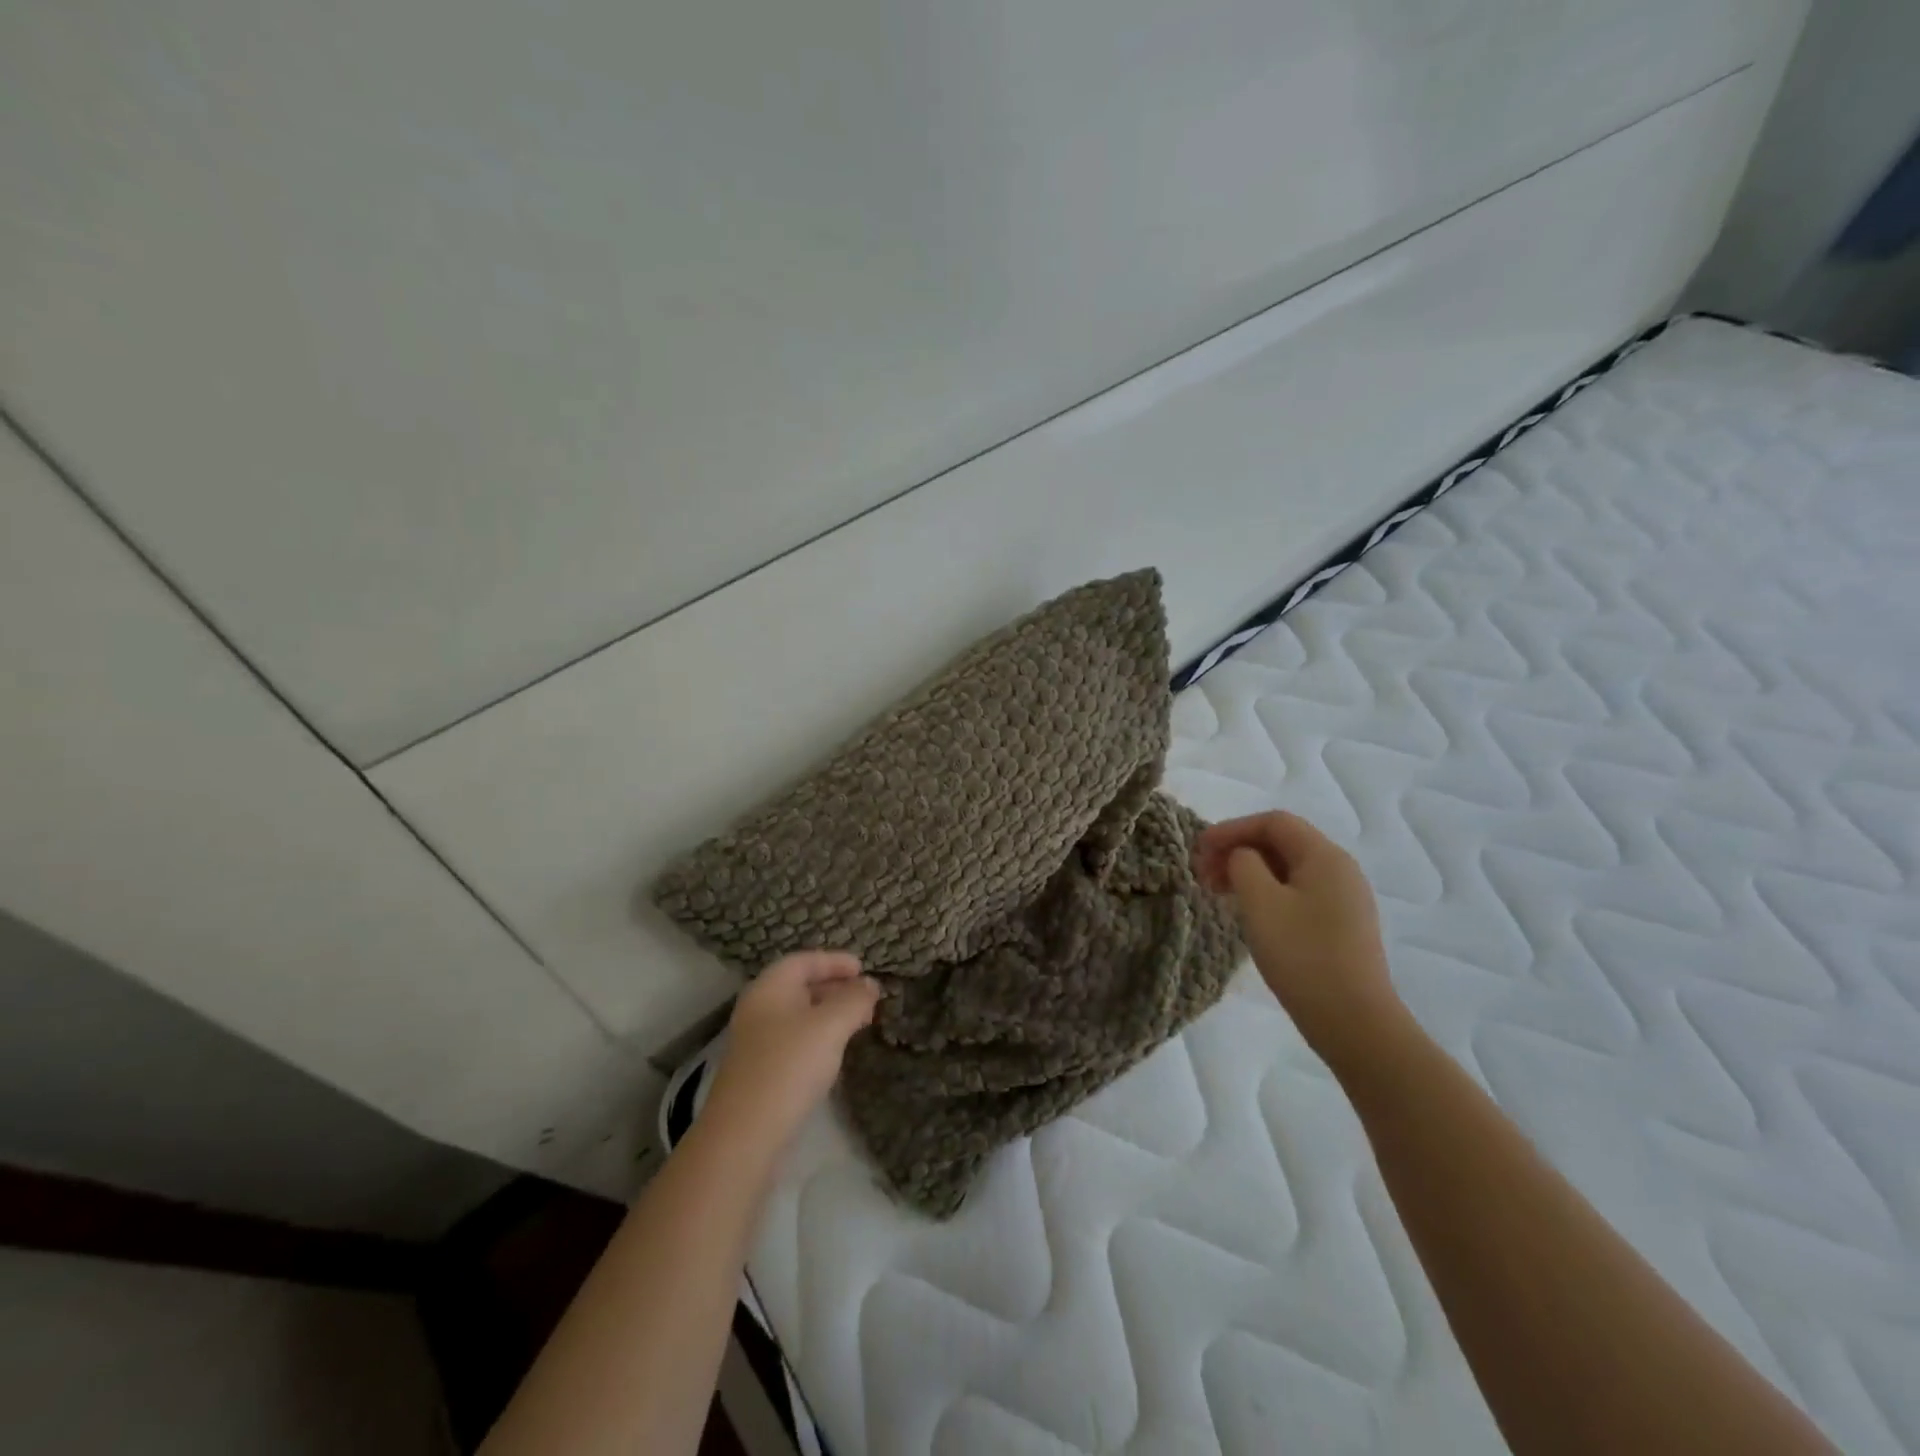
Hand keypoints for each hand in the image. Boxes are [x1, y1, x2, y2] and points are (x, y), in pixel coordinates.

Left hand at [701, 951, 879, 1152]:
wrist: (744, 1133)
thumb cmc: (790, 1065)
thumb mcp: (830, 1026)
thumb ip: (854, 1000)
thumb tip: (870, 984)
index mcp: (770, 987)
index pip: (804, 960)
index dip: (835, 961)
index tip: (864, 969)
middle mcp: (758, 1007)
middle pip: (800, 986)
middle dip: (835, 988)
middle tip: (867, 998)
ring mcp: (756, 1040)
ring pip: (798, 1015)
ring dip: (828, 1014)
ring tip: (858, 1023)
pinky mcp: (759, 1070)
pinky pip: (793, 1039)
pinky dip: (817, 1036)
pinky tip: (834, 1052)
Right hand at [1195, 812, 1403, 1068]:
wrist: (1354, 1022)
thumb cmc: (1302, 956)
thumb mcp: (1260, 903)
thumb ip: (1244, 865)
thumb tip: (1242, 857)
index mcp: (1325, 856)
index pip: (1273, 822)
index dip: (1231, 829)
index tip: (1198, 849)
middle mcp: (1341, 869)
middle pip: (1282, 843)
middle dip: (1238, 850)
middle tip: (1202, 873)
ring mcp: (1345, 899)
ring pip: (1289, 869)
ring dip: (1249, 872)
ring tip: (1218, 892)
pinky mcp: (1342, 925)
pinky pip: (1298, 892)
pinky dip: (1267, 891)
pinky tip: (1248, 912)